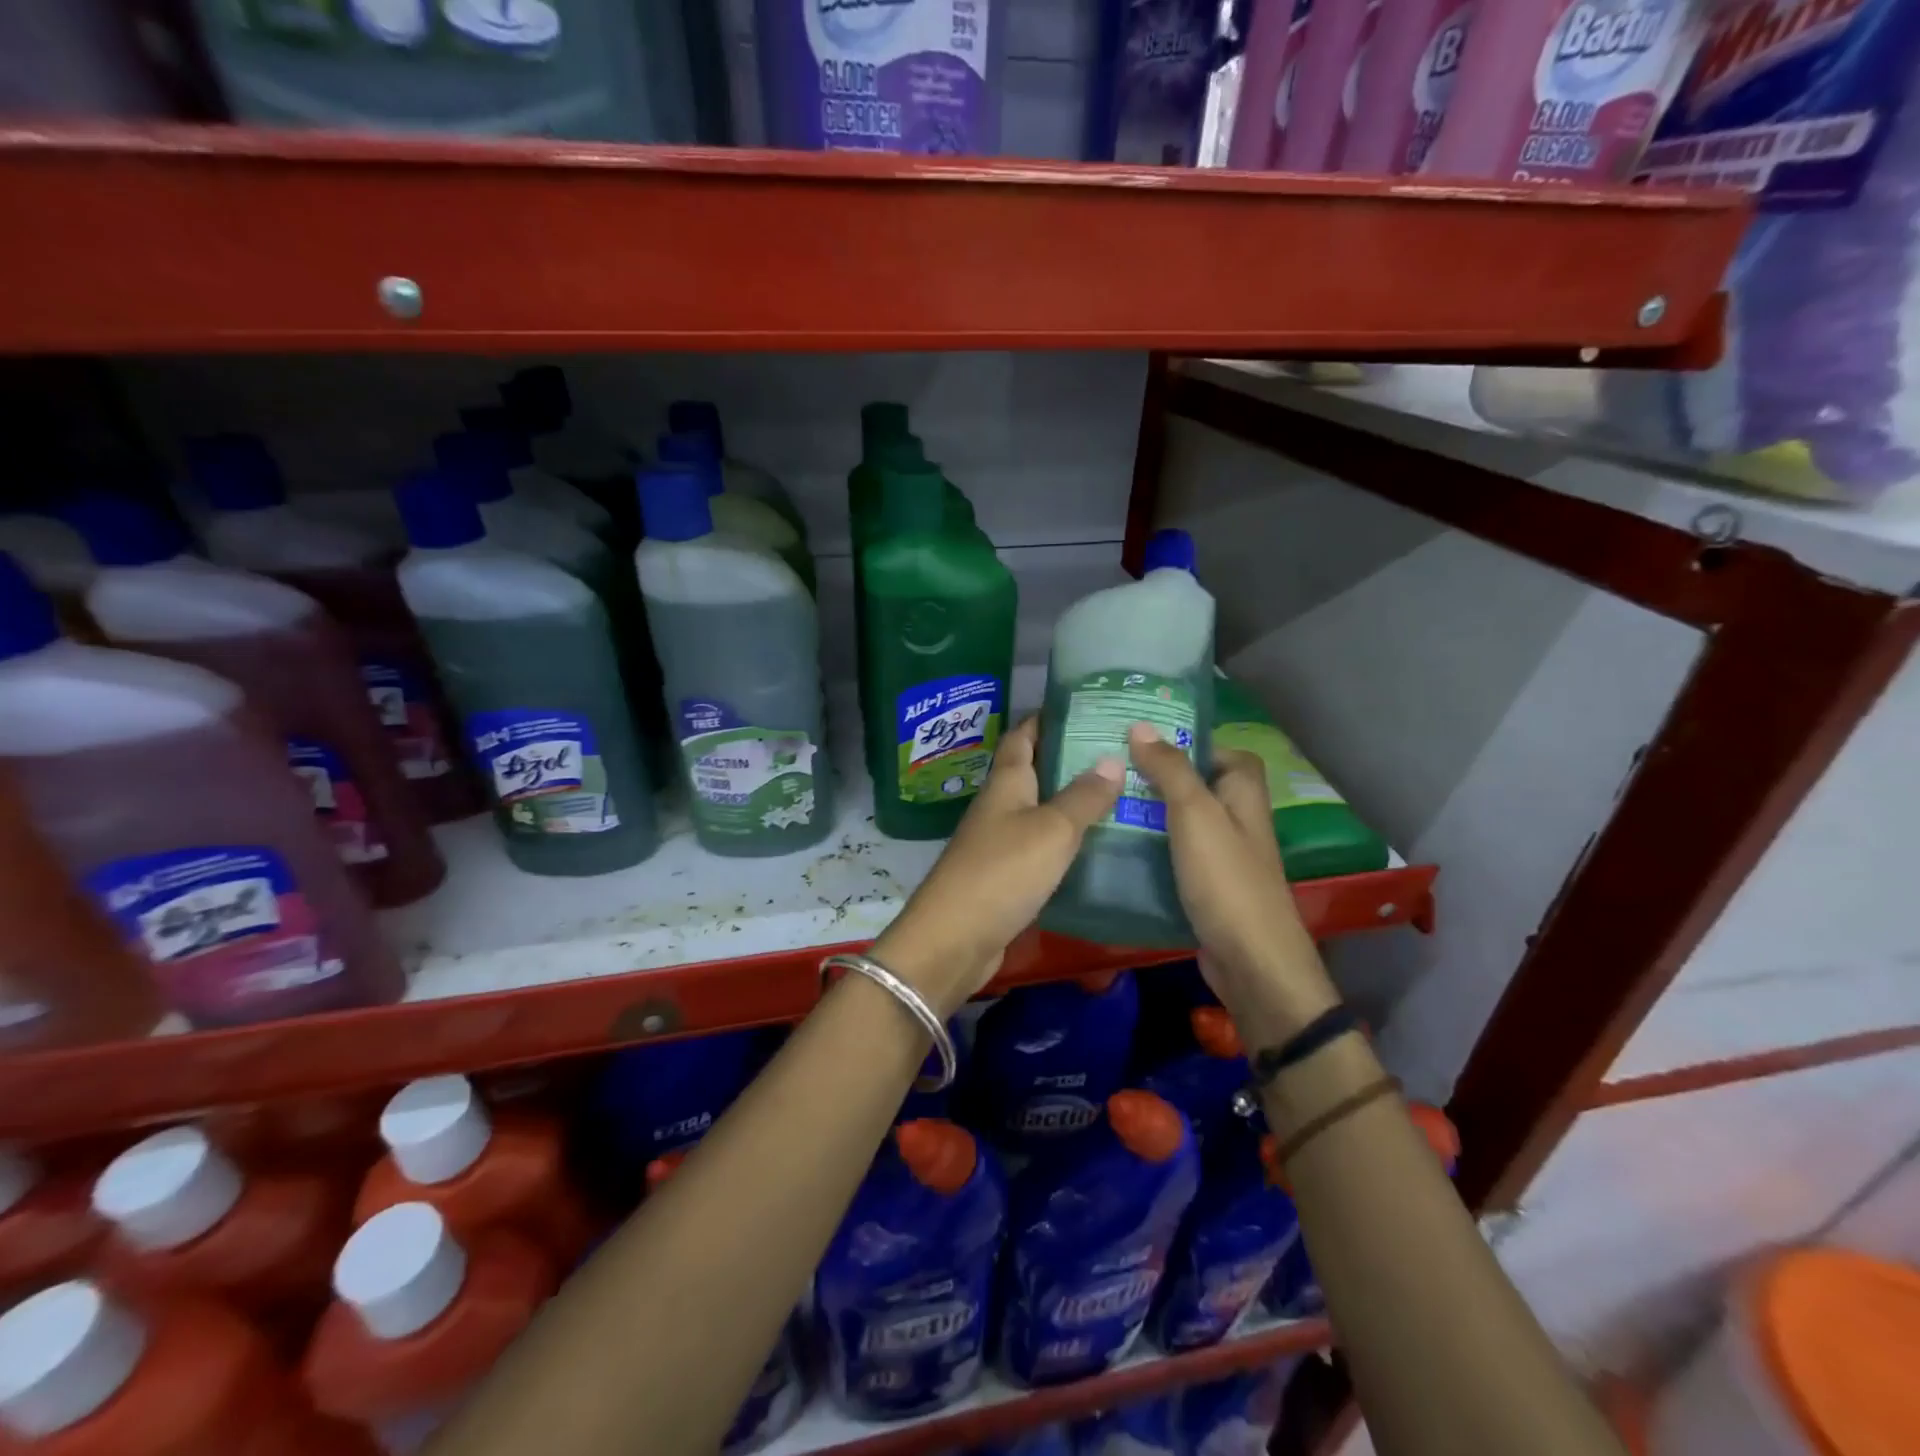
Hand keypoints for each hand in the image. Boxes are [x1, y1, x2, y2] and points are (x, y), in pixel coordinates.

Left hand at [873, 717, 1123, 1013]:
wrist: (955, 938)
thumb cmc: (1003, 871)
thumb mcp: (1052, 829)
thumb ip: (1083, 796)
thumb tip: (1112, 758)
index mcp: (1007, 783)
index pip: (1023, 736)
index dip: (1046, 718)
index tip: (1082, 706)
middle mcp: (1000, 806)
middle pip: (1033, 771)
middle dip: (1069, 757)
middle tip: (1118, 751)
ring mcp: (999, 841)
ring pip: (1039, 809)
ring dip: (1071, 800)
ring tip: (1118, 793)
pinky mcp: (1005, 875)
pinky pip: (1040, 845)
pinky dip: (1066, 839)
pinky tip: (1095, 844)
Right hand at [1126, 723, 1339, 1043]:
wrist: (1249, 961)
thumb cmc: (1226, 879)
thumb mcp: (1195, 814)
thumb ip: (1170, 769)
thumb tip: (1141, 726)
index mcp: (1244, 794)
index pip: (1224, 752)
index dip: (1191, 742)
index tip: (1146, 742)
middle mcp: (1237, 820)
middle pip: (1198, 785)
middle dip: (1159, 778)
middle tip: (1113, 771)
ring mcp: (1222, 856)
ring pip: (1183, 822)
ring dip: (1150, 814)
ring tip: (1105, 804)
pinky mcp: (1206, 887)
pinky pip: (1175, 855)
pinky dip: (1151, 848)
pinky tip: (1118, 848)